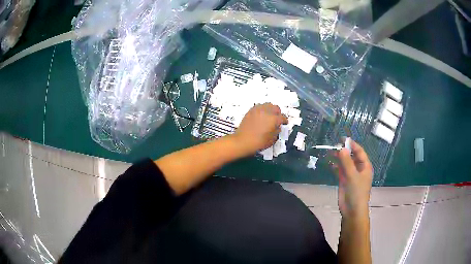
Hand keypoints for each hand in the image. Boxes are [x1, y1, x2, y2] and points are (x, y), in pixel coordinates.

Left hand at [232, 103, 287, 155]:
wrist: (242, 141)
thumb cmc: (258, 143)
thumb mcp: (272, 140)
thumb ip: (277, 131)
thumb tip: (277, 127)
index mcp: (273, 119)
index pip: (282, 117)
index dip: (284, 121)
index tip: (284, 123)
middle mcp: (266, 111)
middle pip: (276, 108)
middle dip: (278, 113)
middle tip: (277, 119)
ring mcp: (258, 109)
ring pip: (268, 105)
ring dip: (270, 110)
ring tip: (269, 116)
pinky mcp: (251, 110)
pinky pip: (259, 106)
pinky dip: (262, 110)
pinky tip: (261, 116)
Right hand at [334, 140, 372, 217]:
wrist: (352, 210)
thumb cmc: (357, 192)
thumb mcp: (352, 176)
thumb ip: (347, 162)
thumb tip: (341, 149)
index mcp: (365, 166)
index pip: (359, 152)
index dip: (352, 145)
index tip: (343, 139)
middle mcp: (359, 169)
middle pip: (351, 156)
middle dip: (344, 151)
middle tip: (333, 146)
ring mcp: (351, 175)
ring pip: (345, 163)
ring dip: (338, 158)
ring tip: (329, 153)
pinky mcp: (344, 181)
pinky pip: (340, 170)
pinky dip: (335, 166)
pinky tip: (329, 163)